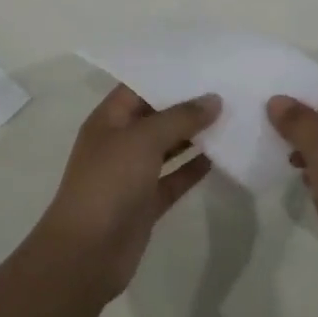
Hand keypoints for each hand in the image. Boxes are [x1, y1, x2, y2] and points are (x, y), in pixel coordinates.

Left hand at [33, 85, 217, 302]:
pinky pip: (174, 178)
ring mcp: (133, 173)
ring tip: (231, 117)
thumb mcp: (143, 140)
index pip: (140, 86)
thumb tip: (214, 99)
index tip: (203, 63)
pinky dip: (194, 168)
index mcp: (109, 119)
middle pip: (156, 115)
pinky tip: (221, 156)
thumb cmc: (108, 183)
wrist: (86, 254)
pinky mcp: (146, 202)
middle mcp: (120, 142)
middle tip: (226, 87)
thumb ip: (180, 117)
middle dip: (187, 104)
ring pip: (168, 147)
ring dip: (194, 135)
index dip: (168, 74)